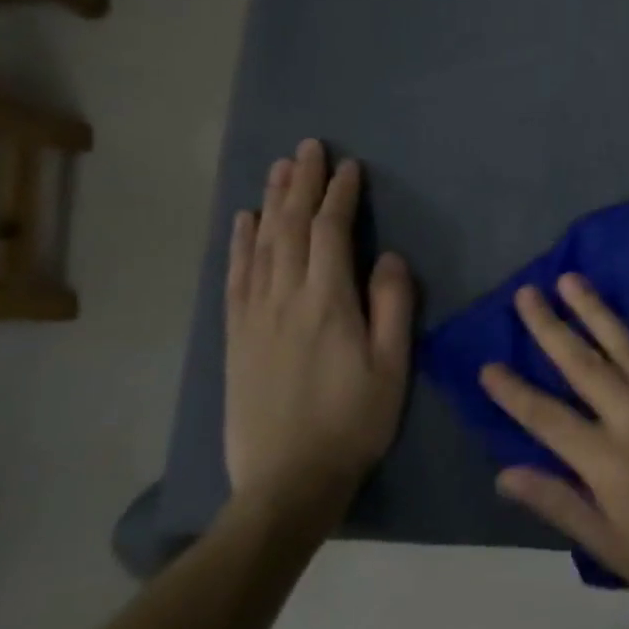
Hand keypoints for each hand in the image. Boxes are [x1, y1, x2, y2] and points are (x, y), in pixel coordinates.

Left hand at [225, 139, 414, 524]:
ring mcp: (253, 317)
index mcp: (327, 304)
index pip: (331, 233)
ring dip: (271, 202)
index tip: (349, 167)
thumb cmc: (354, 422)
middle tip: (309, 148)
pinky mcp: (235, 337)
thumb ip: (393, 306)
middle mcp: (284, 299)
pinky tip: (244, 222)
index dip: (339, 195)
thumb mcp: (392, 367)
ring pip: (260, 245)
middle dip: (301, 184)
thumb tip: (390, 257)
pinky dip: (240, 243)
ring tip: (279, 168)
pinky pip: (235, 276)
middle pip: (290, 228)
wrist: (286, 481)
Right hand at [479, 276, 628, 628]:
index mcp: (606, 463)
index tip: (487, 364)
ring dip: (597, 311)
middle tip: (527, 294)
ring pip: (627, 347)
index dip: (513, 391)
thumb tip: (504, 474)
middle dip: (550, 328)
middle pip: (584, 366)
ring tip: (573, 280)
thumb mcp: (608, 545)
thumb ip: (557, 502)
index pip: (546, 418)